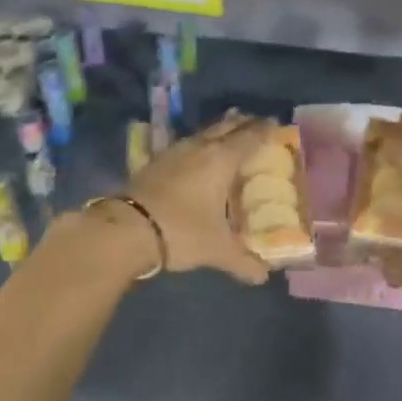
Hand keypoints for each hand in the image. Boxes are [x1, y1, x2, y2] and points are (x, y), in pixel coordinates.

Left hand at [123, 113, 277, 284]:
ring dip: (218, 133)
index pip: (250, 136)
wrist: (125, 228)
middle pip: (226, 126)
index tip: (275, 124)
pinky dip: (198, 147)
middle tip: (256, 126)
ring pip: (203, 133)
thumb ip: (243, 261)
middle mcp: (199, 147)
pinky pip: (185, 146)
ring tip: (228, 139)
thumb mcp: (216, 250)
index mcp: (221, 159)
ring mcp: (174, 151)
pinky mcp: (154, 161)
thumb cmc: (181, 231)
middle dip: (242, 123)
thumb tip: (263, 277)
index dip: (265, 129)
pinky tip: (196, 159)